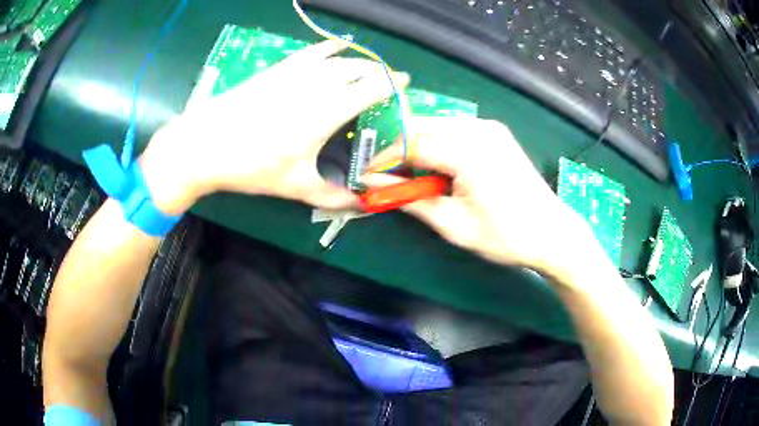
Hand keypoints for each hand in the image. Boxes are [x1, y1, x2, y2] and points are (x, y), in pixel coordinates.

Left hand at [141, 40, 408, 213]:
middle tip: (389, 80)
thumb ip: (333, 195)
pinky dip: (329, 48)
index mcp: (325, 113)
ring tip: (369, 66)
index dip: (393, 85)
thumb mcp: (294, 185)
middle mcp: (314, 86)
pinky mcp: (276, 70)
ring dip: (359, 60)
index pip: (371, 89)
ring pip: (337, 58)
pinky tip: (335, 47)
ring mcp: (293, 74)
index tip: (405, 85)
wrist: (203, 146)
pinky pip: (310, 52)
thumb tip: (363, 205)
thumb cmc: (250, 167)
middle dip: (379, 71)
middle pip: (358, 68)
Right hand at [365, 116, 593, 273]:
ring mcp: (489, 127)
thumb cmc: (505, 235)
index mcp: (468, 150)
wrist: (551, 232)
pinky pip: (454, 130)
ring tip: (410, 176)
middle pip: (422, 129)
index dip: (385, 160)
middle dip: (399, 151)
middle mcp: (478, 128)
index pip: (412, 144)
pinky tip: (437, 167)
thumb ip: (411, 200)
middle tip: (386, 178)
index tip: (367, 178)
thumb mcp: (453, 225)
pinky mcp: (495, 133)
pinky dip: (437, 145)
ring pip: (437, 126)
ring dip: (417, 147)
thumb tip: (375, 187)